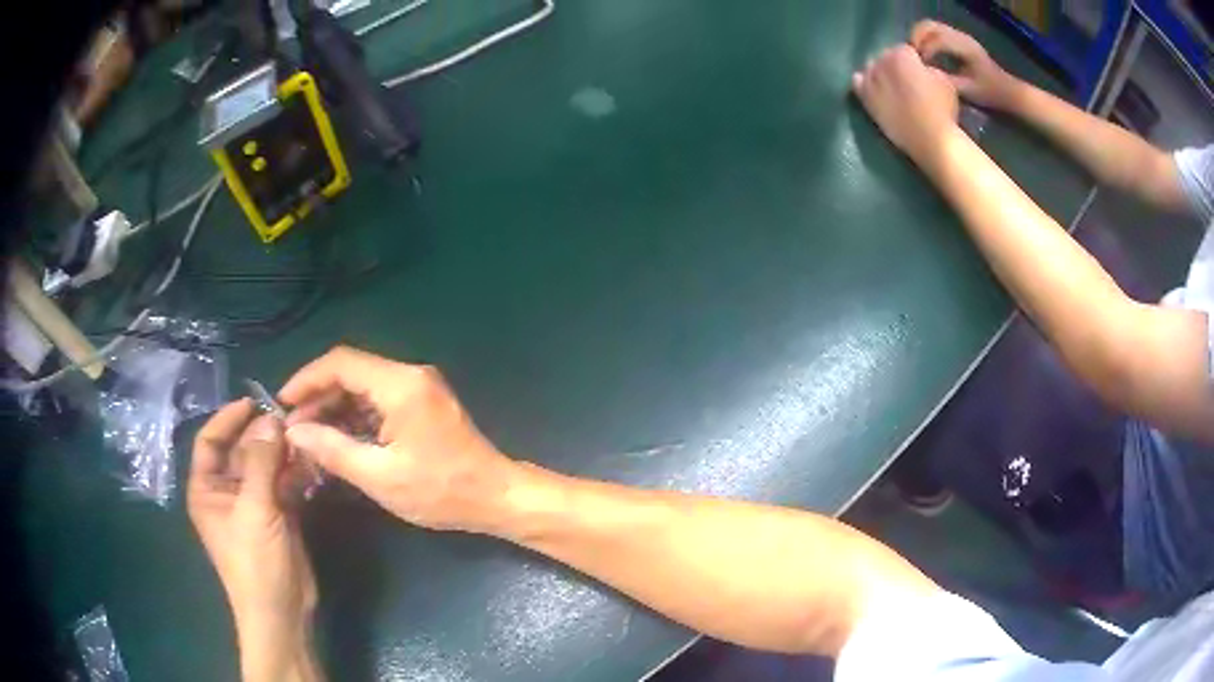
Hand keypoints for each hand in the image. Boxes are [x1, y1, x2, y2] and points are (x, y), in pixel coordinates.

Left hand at [188, 400, 320, 681]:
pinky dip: (296, 473)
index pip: (211, 441)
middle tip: (290, 419)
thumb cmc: (255, 563)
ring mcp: (253, 504)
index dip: (228, 419)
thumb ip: (262, 463)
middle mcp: (227, 491)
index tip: (254, 401)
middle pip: (242, 450)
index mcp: (207, 488)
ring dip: (283, 452)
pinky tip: (312, 462)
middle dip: (263, 435)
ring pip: (266, 466)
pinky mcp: (278, 516)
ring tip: (305, 437)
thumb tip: (271, 420)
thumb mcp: (254, 510)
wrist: (281, 612)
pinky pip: (284, 484)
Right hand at [280, 346, 517, 533]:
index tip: (283, 402)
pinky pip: (379, 400)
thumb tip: (293, 432)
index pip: (341, 362)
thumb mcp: (379, 476)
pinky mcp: (422, 403)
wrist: (495, 497)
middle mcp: (410, 375)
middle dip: (318, 396)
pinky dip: (355, 415)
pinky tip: (338, 438)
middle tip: (294, 427)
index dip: (307, 378)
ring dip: (335, 407)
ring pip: (363, 386)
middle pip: (352, 372)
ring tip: (310, 436)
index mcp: (401, 385)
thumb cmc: (440, 491)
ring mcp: (419, 388)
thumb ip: (332, 450)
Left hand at [852, 44, 959, 162]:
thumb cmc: (943, 110)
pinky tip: (873, 90)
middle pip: (886, 57)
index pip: (904, 50)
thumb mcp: (944, 80)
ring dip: (880, 73)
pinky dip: (863, 82)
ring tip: (891, 87)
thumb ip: (927, 68)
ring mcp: (871, 80)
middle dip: (895, 66)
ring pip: (871, 68)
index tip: (919, 73)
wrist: (931, 139)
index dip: (913, 61)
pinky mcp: (865, 98)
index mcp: (902, 54)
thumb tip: (920, 69)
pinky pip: (857, 82)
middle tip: (907, 82)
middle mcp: (882, 62)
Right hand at [910, 20, 1020, 110]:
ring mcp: (959, 35)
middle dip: (916, 37)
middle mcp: (961, 36)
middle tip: (911, 54)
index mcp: (965, 48)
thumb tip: (925, 74)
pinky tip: (925, 52)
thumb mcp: (968, 91)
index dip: (925, 50)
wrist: (1006, 90)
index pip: (938, 40)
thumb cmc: (989, 92)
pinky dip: (925, 37)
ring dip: (919, 36)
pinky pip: (935, 31)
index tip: (920, 65)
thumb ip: (946, 80)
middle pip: (929, 26)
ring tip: (916, 53)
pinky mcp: (957, 38)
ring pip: (930, 25)